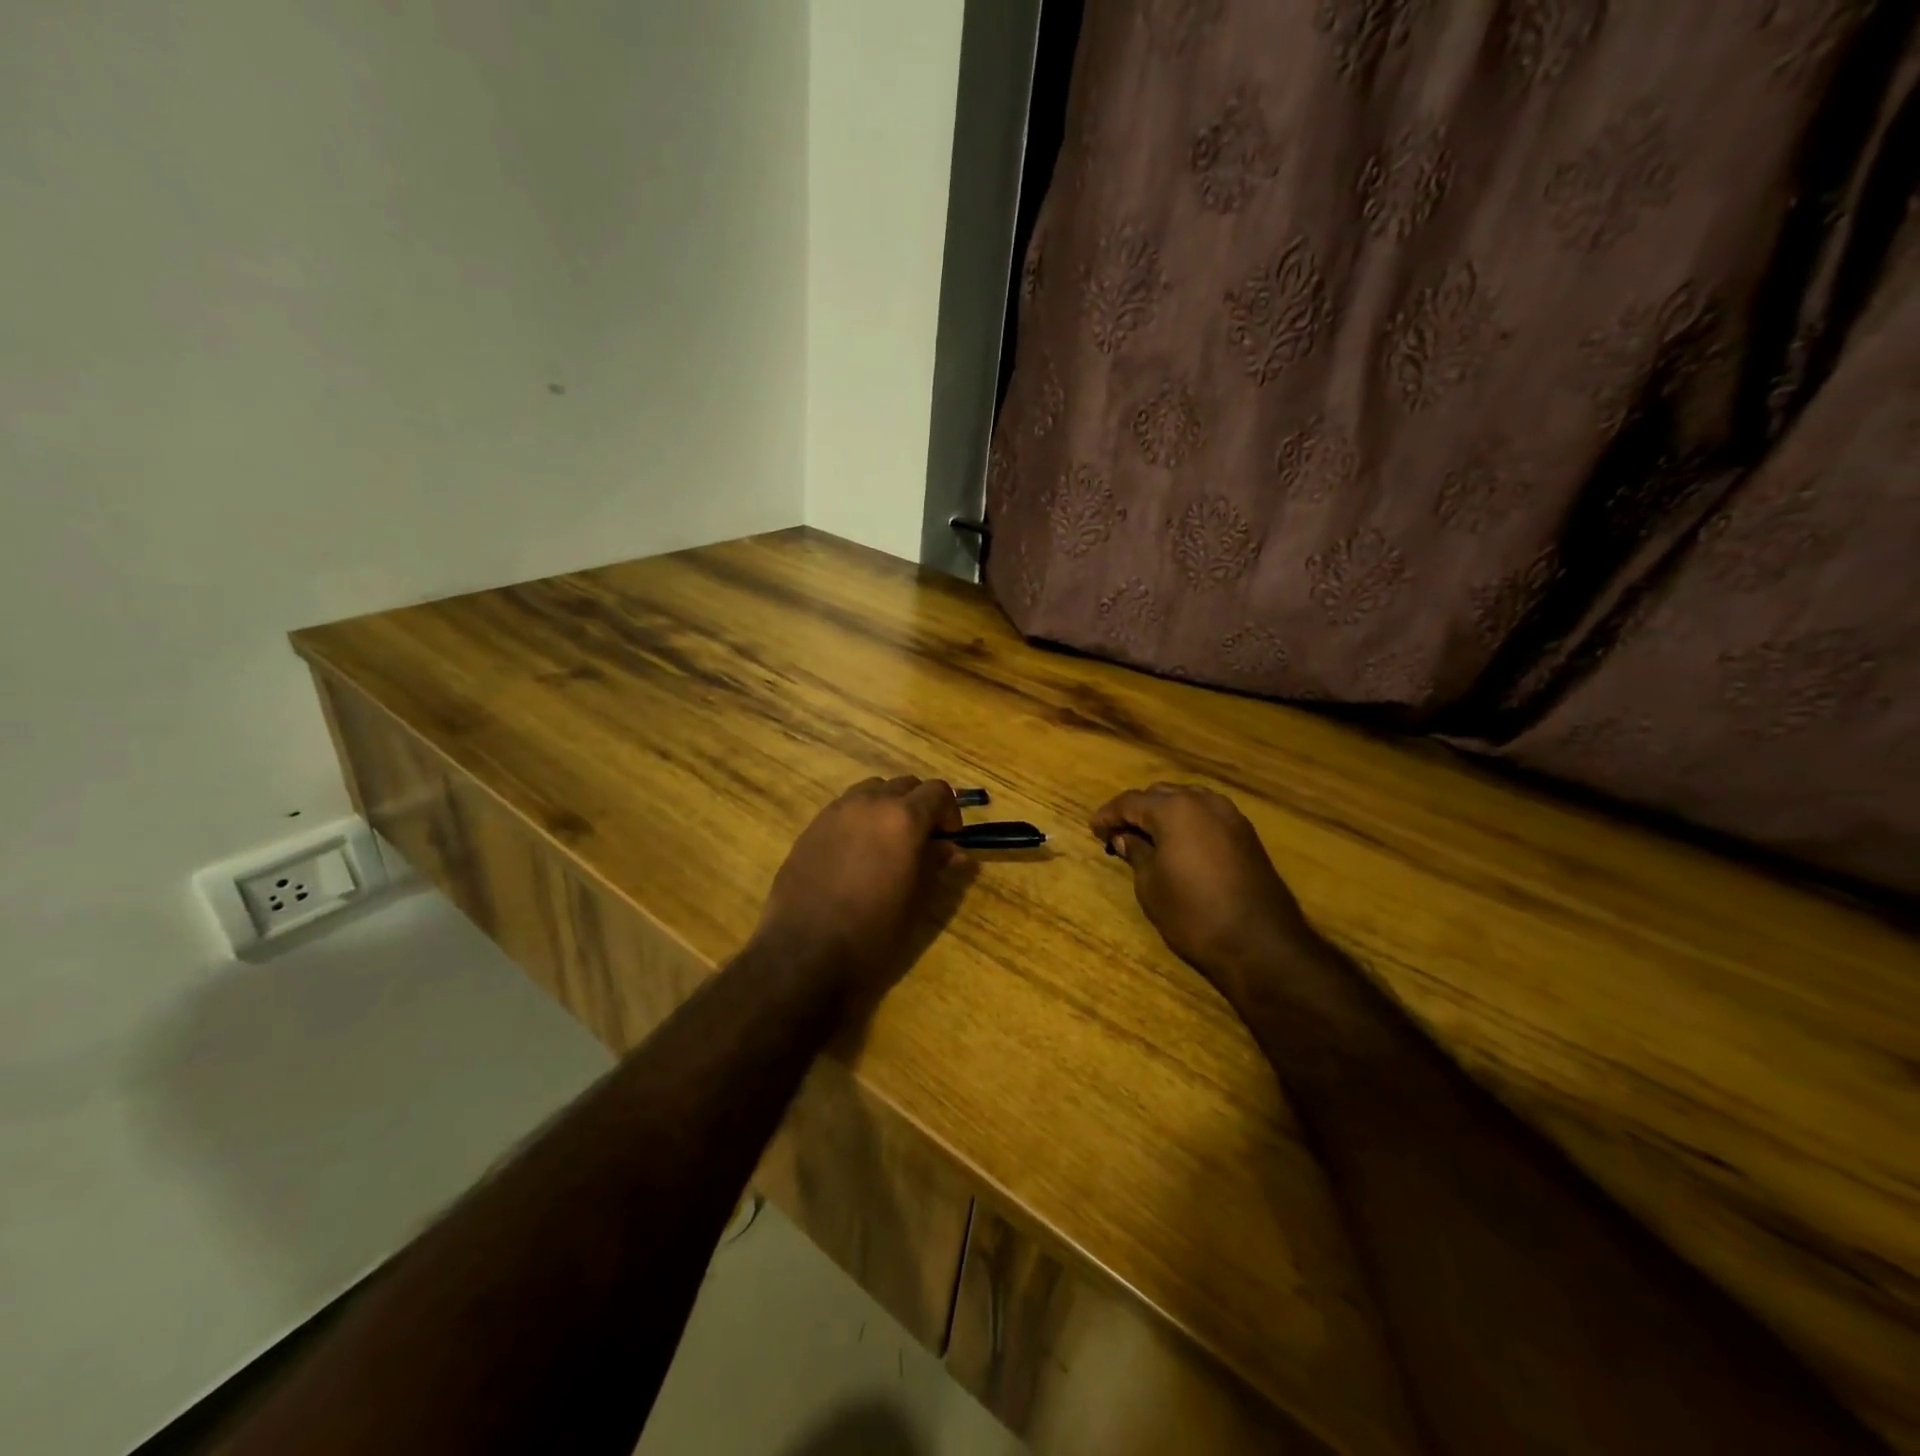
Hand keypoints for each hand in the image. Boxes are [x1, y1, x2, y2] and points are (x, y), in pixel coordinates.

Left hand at [755, 776, 967, 1004]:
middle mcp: (869, 803)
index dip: (949, 811)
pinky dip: (859, 818)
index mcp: (902, 818)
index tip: (949, 839)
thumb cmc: (872, 931)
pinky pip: (844, 808)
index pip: (937, 791)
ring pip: (871, 790)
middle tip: (922, 841)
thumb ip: (935, 865)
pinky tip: (856, 853)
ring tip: (887, 842)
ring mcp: (835, 811)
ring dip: (887, 806)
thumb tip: (954, 851)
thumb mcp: (915, 900)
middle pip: (904, 784)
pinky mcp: (811, 827)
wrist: (804, 952)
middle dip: (919, 806)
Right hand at [1091, 784, 1318, 1005]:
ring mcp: (1230, 816)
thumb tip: (1125, 837)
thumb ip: (1136, 852)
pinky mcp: (1246, 834)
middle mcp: (1204, 802)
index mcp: (1175, 809)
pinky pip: (1207, 816)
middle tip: (1117, 833)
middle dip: (1136, 811)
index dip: (1108, 815)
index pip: (1130, 801)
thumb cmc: (1193, 913)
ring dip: (1164, 814)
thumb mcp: (1151, 885)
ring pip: (1187, 801)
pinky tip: (1178, 845)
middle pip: (1160, 795)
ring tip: (1147, 838)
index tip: (1094, 830)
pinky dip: (1187, 823)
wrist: (1260, 944)